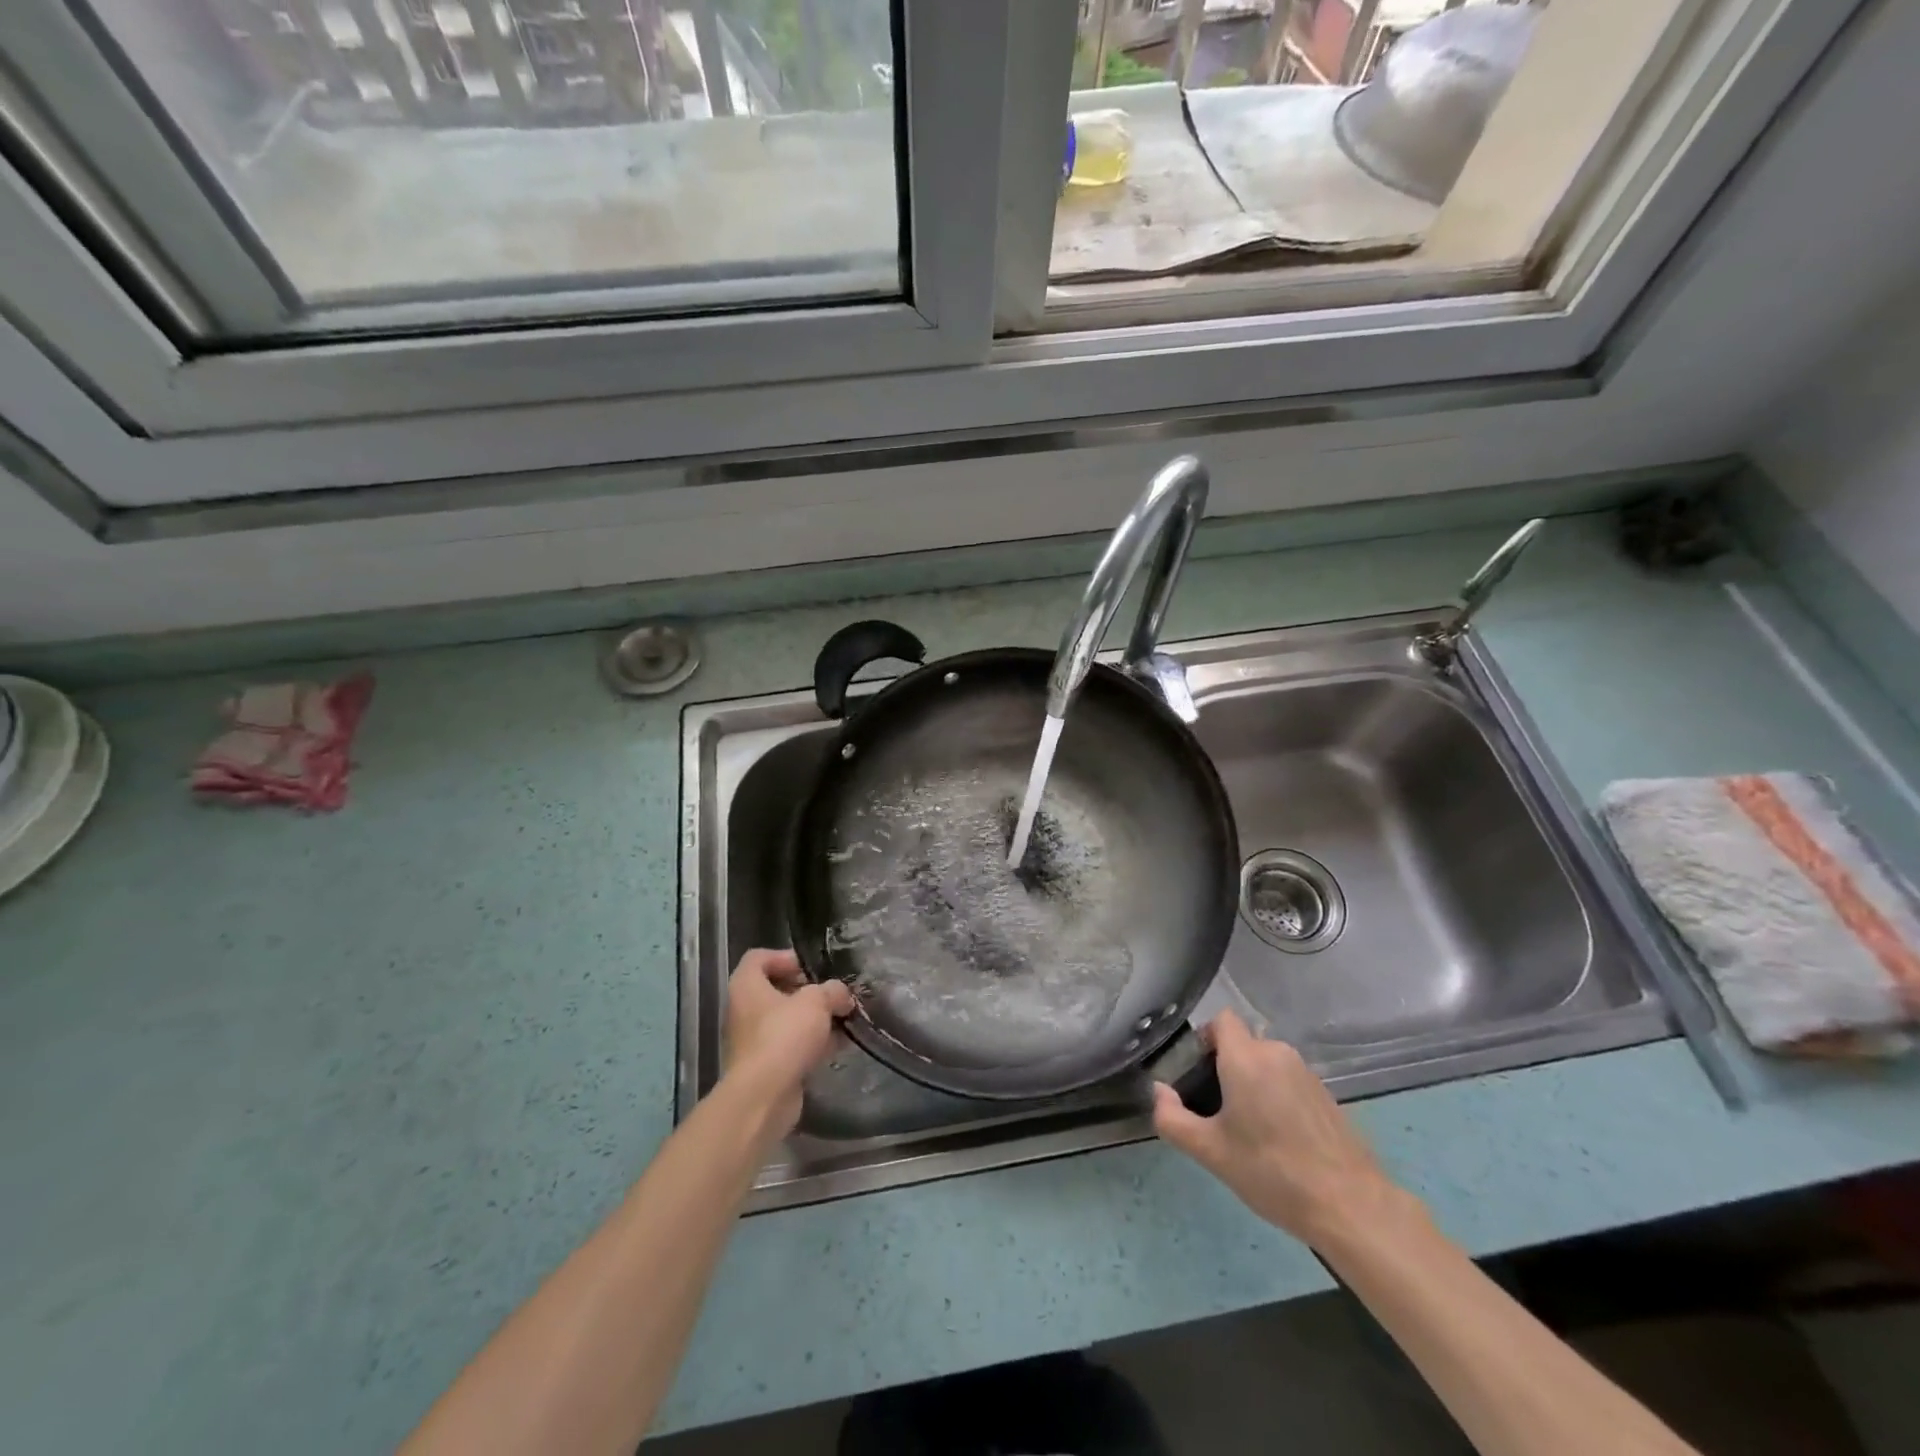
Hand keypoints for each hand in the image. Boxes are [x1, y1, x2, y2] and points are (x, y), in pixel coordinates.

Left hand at [722, 949, 854, 1140]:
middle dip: (808, 991)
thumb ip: (832, 991)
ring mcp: (754, 1041)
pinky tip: (840, 1045)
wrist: (764, 1096)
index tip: (812, 967)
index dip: (785, 957)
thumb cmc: (784, 1035)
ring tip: (843, 1018)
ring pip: (787, 1020)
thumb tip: (841, 994)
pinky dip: (813, 1044)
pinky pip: (792, 1046)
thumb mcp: (816, 1002)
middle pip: (776, 990)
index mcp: (746, 986)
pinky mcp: (766, 1066)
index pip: (759, 958)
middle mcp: (744, 1010)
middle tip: (833, 993)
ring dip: (814, 1019)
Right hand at [1151, 1011, 1415, 1249]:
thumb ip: (1172, 1118)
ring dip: (1252, 1084)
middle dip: (1225, 1069)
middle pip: (1242, 1044)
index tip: (1196, 1074)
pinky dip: (1276, 1098)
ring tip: (1248, 1131)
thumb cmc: (1272, 1172)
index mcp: (1246, 1057)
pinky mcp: (1326, 1095)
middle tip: (1216, 1112)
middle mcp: (1277, 1053)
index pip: (1221, 1020)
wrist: (1351, 1206)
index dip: (1205, 1039)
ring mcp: (1306, 1073)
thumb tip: (1159, 1091)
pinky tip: (1279, 1140)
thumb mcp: (1210, 1152)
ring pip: (1266, 1064)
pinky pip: (1288, 1081)